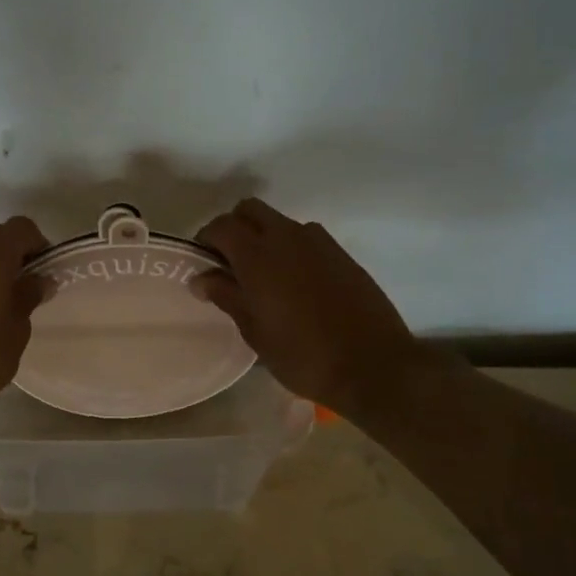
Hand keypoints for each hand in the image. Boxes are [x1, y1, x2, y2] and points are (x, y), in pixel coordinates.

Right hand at [195, 199, 432, 415]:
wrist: (374, 365)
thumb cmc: (303, 355)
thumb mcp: (255, 332)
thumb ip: (226, 296)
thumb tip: (201, 277)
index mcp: (258, 256)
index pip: (221, 226)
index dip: (206, 240)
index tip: (203, 264)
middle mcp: (287, 237)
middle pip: (250, 210)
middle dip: (234, 228)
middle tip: (230, 264)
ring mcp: (318, 242)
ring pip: (279, 222)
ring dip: (264, 237)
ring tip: (265, 277)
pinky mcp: (341, 253)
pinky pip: (305, 237)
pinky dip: (291, 248)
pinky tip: (295, 284)